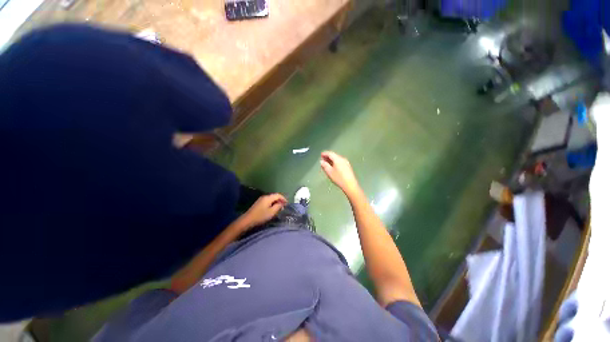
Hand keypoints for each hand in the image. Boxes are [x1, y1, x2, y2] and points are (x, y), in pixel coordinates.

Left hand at [240, 193, 286, 228]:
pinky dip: (272, 203)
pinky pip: (268, 201)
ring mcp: (261, 199)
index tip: (287, 204)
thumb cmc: (261, 216)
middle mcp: (264, 196)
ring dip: (276, 202)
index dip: (283, 198)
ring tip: (279, 208)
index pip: (278, 195)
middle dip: (280, 200)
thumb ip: (278, 206)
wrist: (247, 220)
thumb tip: (282, 203)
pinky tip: (272, 209)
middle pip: (274, 196)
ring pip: (271, 199)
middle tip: (284, 206)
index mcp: (268, 198)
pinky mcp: (258, 203)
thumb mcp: (271, 212)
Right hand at [320, 151, 360, 195]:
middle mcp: (343, 159)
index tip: (321, 155)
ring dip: (331, 160)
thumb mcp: (329, 172)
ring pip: (337, 159)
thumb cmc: (339, 178)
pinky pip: (340, 162)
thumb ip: (325, 165)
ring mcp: (346, 163)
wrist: (350, 185)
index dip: (325, 153)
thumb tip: (321, 161)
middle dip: (328, 157)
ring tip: (327, 163)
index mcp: (338, 159)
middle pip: (334, 155)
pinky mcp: (348, 167)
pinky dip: (335, 162)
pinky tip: (333, 167)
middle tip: (323, 159)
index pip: (330, 153)